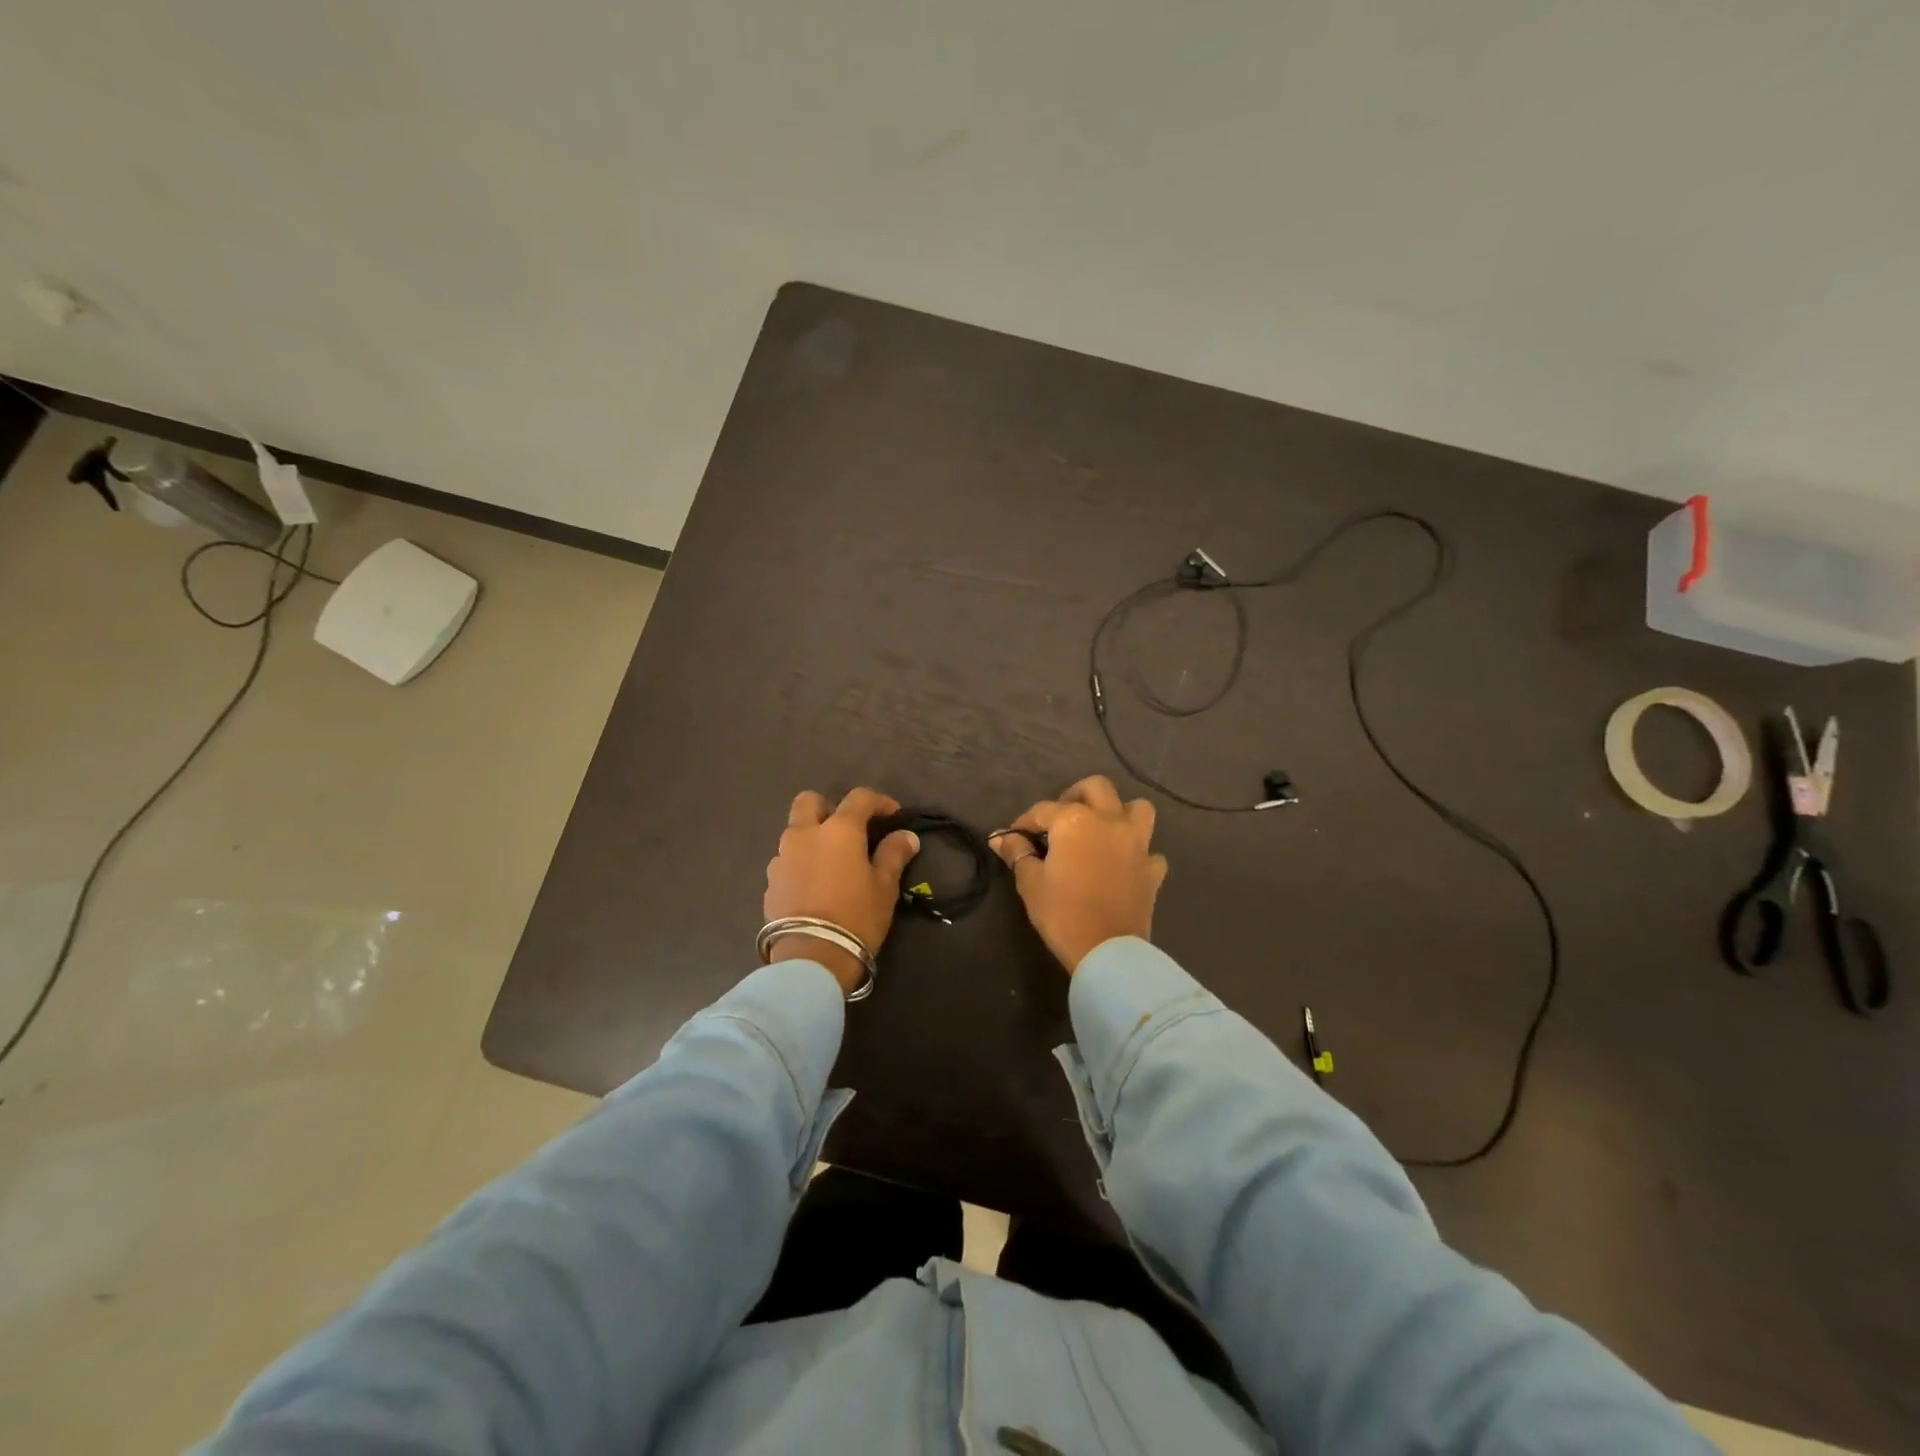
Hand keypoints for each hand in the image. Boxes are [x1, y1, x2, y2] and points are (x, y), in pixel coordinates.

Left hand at [764, 788, 920, 994]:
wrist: (812, 958)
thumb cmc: (856, 916)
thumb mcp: (885, 886)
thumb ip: (894, 854)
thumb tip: (906, 836)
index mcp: (838, 829)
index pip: (859, 797)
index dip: (879, 801)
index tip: (894, 816)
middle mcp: (804, 834)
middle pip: (809, 801)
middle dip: (828, 807)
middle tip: (847, 829)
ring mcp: (781, 858)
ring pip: (794, 831)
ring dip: (812, 837)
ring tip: (831, 862)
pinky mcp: (770, 882)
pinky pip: (786, 861)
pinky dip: (800, 863)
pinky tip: (814, 885)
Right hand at [993, 774, 1167, 973]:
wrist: (1107, 950)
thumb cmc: (1062, 913)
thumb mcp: (1030, 882)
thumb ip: (1018, 853)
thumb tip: (1001, 838)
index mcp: (1075, 820)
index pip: (1043, 810)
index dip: (1025, 821)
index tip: (1014, 836)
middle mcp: (1110, 820)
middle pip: (1096, 788)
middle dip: (1075, 795)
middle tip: (1060, 818)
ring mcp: (1137, 843)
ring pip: (1136, 808)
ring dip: (1119, 812)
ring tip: (1101, 828)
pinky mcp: (1153, 868)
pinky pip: (1149, 850)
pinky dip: (1137, 852)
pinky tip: (1124, 864)